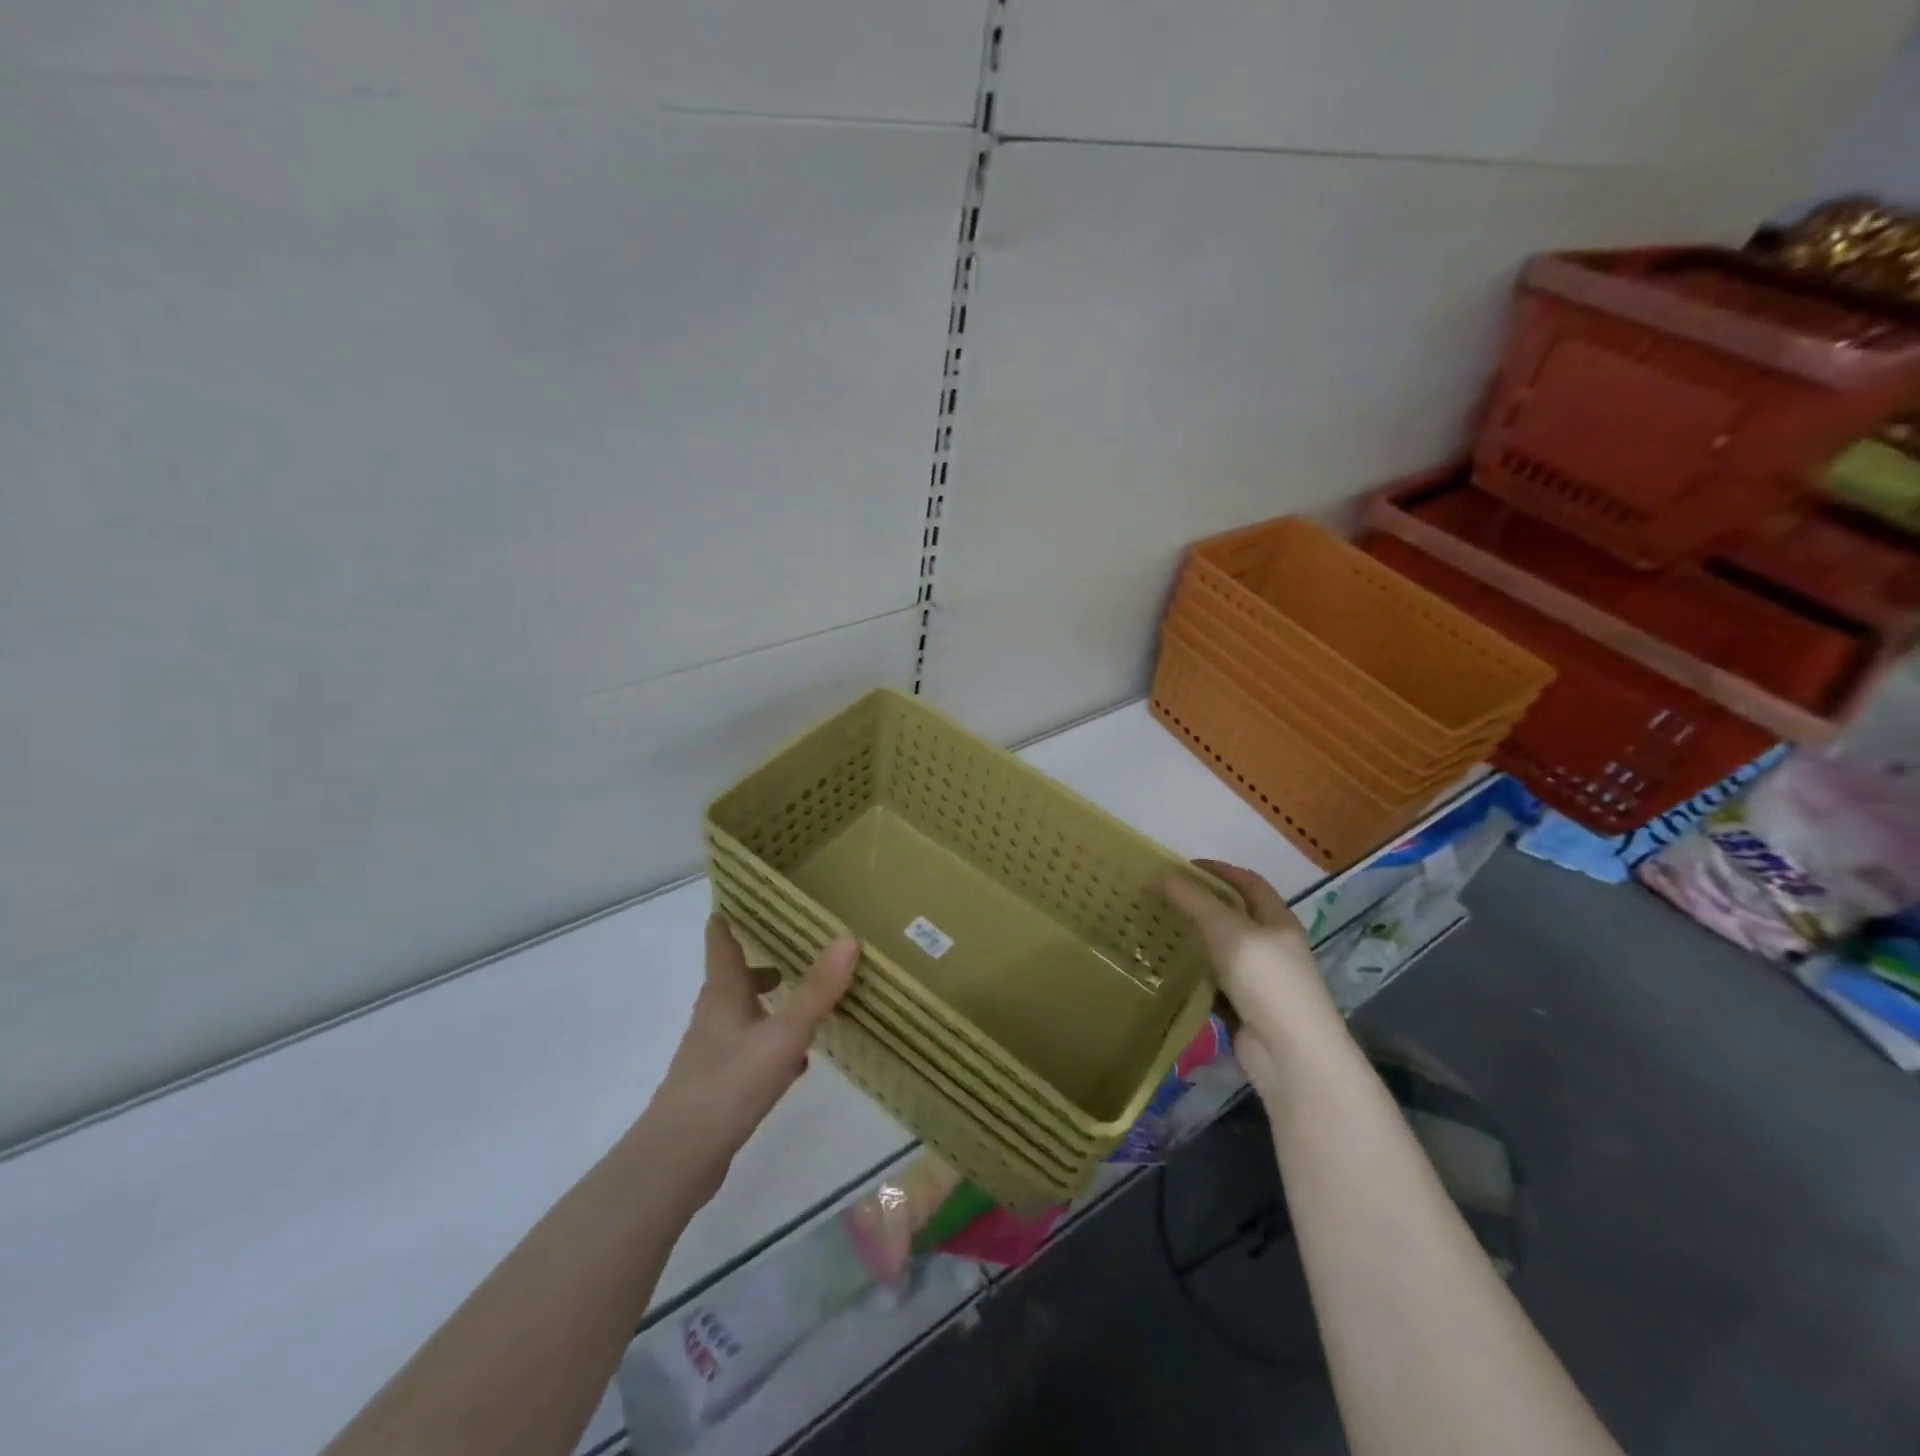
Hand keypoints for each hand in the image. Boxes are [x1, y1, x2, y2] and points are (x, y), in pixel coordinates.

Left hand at [637, 918, 859, 1205]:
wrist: (679, 1158)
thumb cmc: (729, 1083)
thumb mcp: (783, 1034)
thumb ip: (817, 990)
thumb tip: (848, 937)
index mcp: (724, 992)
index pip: (722, 940)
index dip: (733, 916)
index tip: (752, 894)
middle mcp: (715, 1014)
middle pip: (736, 975)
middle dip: (763, 959)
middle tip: (798, 944)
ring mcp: (714, 1050)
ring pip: (745, 1013)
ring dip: (770, 1002)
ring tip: (807, 998)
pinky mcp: (720, 1083)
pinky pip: (751, 1048)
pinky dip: (773, 1042)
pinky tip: (799, 1060)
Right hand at [1162, 860, 1342, 1093]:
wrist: (1291, 1056)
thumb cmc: (1266, 981)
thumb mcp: (1228, 931)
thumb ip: (1195, 901)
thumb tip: (1163, 875)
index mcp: (1277, 920)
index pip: (1248, 882)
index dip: (1219, 870)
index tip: (1182, 867)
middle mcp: (1270, 945)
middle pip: (1233, 915)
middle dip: (1200, 904)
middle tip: (1161, 899)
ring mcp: (1258, 980)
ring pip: (1220, 950)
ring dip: (1193, 940)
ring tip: (1157, 930)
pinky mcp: (1244, 1008)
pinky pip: (1213, 983)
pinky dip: (1193, 975)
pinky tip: (1167, 970)